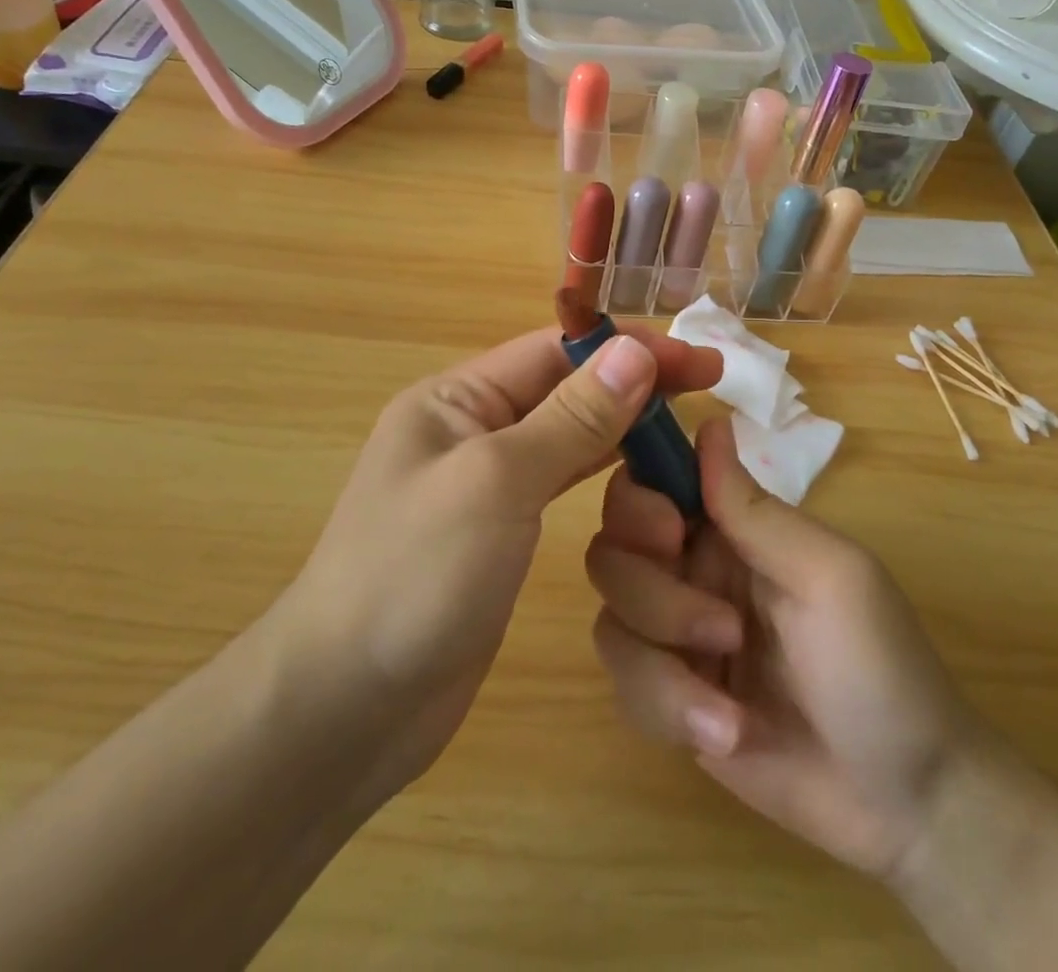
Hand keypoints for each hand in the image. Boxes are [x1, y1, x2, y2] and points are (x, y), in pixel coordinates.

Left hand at [283, 325, 721, 804]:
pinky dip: (602, 474)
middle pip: (565, 390)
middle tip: (710, 390)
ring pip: (568, 437)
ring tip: (687, 431)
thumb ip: (570, 417)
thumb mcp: (497, 482)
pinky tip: (642, 478)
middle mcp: (469, 430)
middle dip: (633, 385)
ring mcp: (485, 485)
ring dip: (623, 429)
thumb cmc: (416, 575)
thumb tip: (634, 350)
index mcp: (455, 400)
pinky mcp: (499, 535)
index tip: (699, 359)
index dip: (628, 349)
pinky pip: (560, 485)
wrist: (347, 707)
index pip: (554, 351)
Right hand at [587, 416, 977, 885]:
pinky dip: (667, 708)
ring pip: (611, 618)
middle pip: (613, 549)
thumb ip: (755, 510)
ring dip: (663, 661)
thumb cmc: (880, 667)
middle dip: (651, 593)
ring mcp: (675, 636)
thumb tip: (709, 423)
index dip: (639, 499)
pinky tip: (727, 734)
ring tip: (729, 705)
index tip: (669, 534)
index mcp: (730, 527)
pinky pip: (624, 684)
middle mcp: (692, 569)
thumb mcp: (828, 577)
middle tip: (719, 628)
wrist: (905, 803)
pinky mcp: (667, 697)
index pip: (651, 483)